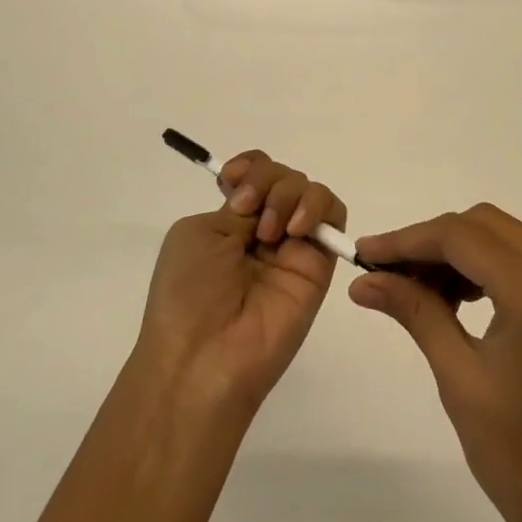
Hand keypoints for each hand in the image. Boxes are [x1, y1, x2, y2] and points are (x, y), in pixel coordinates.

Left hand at [136, 153, 345, 417]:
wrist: (205, 354)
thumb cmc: (187, 293)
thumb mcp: (199, 234)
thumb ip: (239, 207)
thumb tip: (266, 203)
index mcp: (230, 221)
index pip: (255, 173)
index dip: (250, 167)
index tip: (233, 180)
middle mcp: (264, 229)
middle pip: (284, 176)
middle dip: (267, 180)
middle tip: (248, 211)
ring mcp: (293, 246)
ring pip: (311, 191)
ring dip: (291, 193)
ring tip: (271, 231)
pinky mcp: (320, 263)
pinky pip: (334, 217)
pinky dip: (318, 207)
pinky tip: (295, 229)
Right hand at [351, 206, 521, 521]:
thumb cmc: (518, 457)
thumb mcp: (458, 377)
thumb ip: (414, 311)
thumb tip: (364, 279)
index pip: (461, 237)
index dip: (407, 240)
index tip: (365, 254)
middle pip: (485, 225)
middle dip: (432, 242)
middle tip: (389, 274)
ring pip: (507, 236)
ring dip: (460, 251)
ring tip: (421, 290)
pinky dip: (491, 265)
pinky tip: (462, 296)